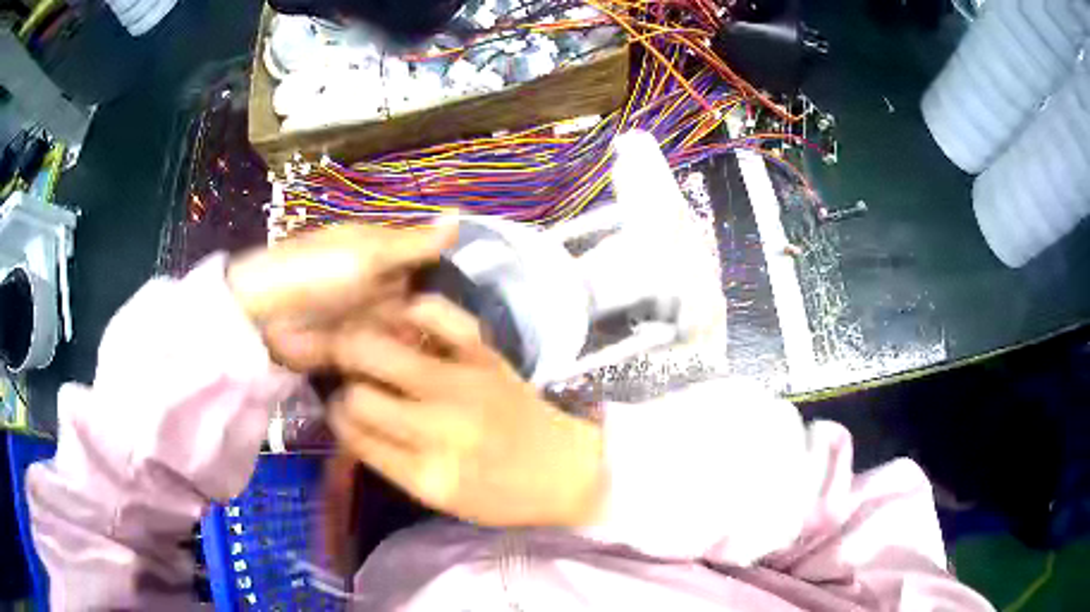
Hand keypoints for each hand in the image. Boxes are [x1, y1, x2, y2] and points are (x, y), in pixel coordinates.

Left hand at [226, 222, 456, 367]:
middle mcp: (380, 288)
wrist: (264, 317)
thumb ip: (413, 243)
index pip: (428, 269)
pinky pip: (385, 359)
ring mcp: (367, 322)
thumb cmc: (316, 274)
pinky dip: (400, 366)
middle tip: (469, 356)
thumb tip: (461, 214)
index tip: (476, 316)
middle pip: (420, 307)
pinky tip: (426, 381)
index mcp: (384, 257)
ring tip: (453, 373)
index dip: (450, 288)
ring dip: (421, 349)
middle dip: (438, 327)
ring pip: (406, 335)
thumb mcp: (368, 253)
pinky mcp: (355, 352)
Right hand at [323, 296, 604, 527]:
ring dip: (358, 343)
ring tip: (359, 343)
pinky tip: (401, 318)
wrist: (565, 468)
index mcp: (426, 474)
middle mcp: (438, 428)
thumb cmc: (503, 494)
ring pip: (380, 349)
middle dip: (341, 381)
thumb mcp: (441, 499)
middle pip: (358, 394)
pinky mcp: (485, 355)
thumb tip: (348, 422)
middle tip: (343, 372)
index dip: (337, 417)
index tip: (340, 408)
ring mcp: (462, 384)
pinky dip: (412, 310)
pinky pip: (438, 315)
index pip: (354, 434)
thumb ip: (390, 463)